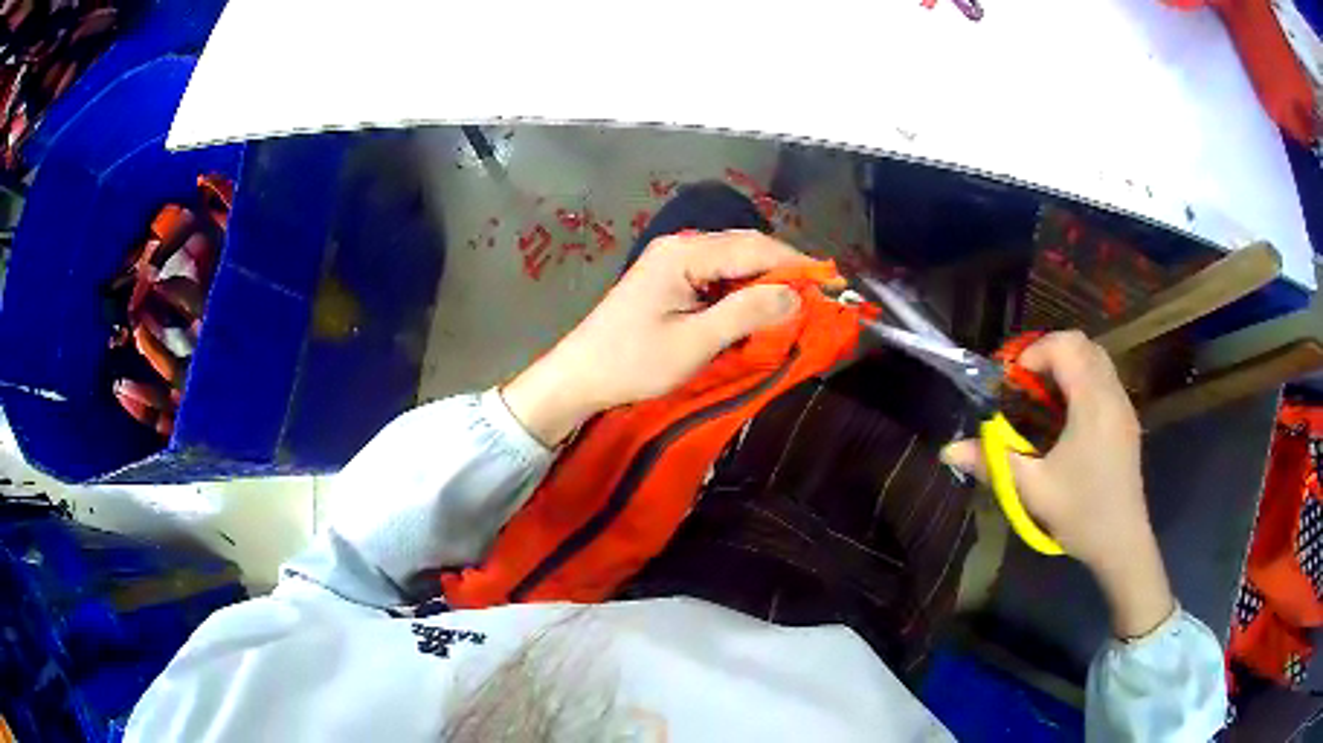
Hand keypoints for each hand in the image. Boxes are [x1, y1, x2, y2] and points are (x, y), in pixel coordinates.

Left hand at [502, 230, 807, 446]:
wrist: (580, 376)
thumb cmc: (632, 362)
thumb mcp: (694, 342)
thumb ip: (746, 314)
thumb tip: (794, 295)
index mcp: (685, 254)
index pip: (755, 248)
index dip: (796, 264)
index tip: (831, 284)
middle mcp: (681, 247)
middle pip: (746, 249)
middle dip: (784, 272)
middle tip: (817, 300)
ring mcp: (674, 262)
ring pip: (735, 263)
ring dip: (764, 283)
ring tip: (795, 308)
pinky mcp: (671, 280)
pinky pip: (719, 278)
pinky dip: (743, 293)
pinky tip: (758, 312)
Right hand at [941, 331, 1174, 637]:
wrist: (1122, 542)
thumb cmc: (1081, 514)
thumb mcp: (1033, 489)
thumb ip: (993, 462)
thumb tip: (948, 450)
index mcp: (1092, 404)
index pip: (1067, 347)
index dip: (1035, 351)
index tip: (1012, 380)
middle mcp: (1112, 395)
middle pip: (1083, 344)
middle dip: (1049, 352)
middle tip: (1025, 383)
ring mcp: (1123, 405)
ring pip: (1096, 358)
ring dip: (1067, 364)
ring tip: (1043, 396)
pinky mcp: (1127, 418)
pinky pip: (1104, 378)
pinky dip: (1082, 378)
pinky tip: (1067, 414)